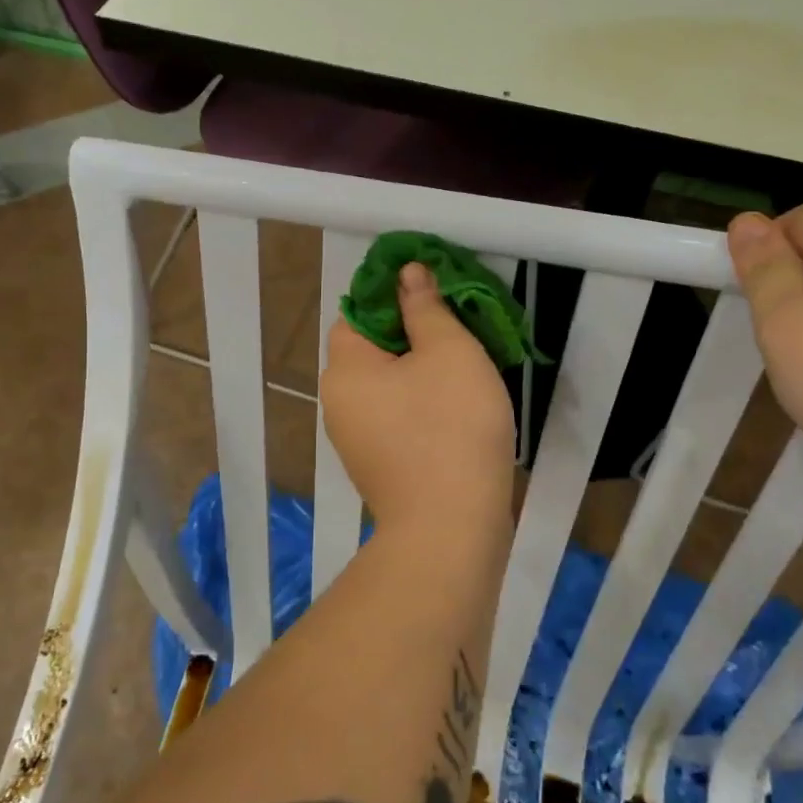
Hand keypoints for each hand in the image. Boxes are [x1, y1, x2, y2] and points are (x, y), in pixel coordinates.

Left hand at [321, 263, 516, 541]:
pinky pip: (395, 416)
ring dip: (419, 369)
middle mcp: (338, 401)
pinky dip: (420, 403)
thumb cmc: (451, 428)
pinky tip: (455, 407)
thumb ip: (425, 307)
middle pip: (371, 348)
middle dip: (411, 332)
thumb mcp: (449, 351)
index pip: (357, 310)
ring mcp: (355, 439)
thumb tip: (406, 273)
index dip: (393, 294)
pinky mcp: (378, 465)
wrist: (452, 529)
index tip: (435, 291)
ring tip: (464, 364)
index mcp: (345, 368)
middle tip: (458, 327)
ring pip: (386, 384)